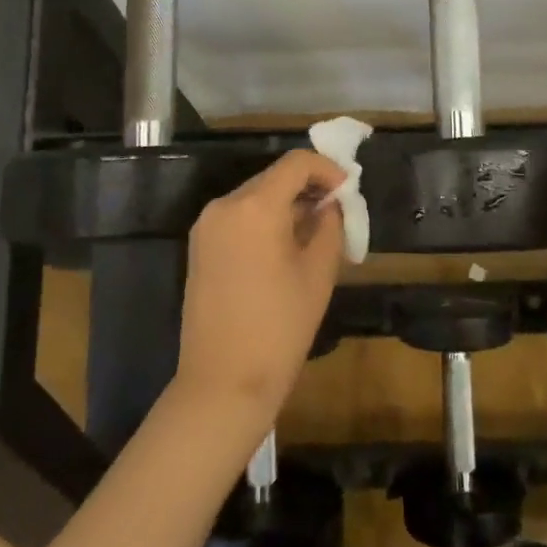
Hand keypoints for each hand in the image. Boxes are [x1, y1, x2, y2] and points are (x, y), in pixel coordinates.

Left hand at [174, 149, 347, 434]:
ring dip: (286, 204)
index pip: (296, 163)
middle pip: (273, 177)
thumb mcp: (319, 272)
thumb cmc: (280, 327)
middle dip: (307, 187)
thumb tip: (330, 204)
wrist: (223, 383)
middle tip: (336, 212)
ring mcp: (206, 226)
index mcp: (254, 206)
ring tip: (314, 233)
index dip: (327, 168)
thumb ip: (329, 225)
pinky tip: (284, 248)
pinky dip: (264, 221)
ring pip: (255, 197)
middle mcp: (224, 205)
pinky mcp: (199, 247)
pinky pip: (238, 218)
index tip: (348, 189)